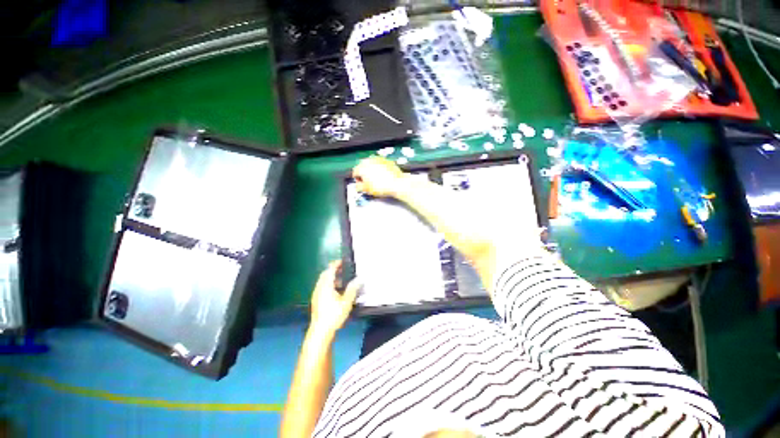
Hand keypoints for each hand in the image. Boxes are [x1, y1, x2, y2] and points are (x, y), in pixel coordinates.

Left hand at [310, 261, 360, 335]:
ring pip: (322, 281)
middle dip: (333, 270)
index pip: (330, 270)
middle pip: (324, 274)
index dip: (336, 264)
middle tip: (343, 269)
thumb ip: (353, 289)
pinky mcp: (316, 301)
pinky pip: (321, 288)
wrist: (320, 332)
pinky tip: (335, 291)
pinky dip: (328, 285)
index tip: (342, 261)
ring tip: (341, 280)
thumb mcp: (346, 302)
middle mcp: (319, 288)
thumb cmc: (334, 315)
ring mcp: (316, 295)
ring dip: (331, 278)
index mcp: (326, 286)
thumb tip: (359, 279)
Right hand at [353, 156, 406, 197]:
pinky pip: (380, 164)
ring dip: (372, 171)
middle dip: (364, 174)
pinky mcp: (386, 160)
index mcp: (362, 167)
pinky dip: (380, 169)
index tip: (361, 184)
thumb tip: (358, 185)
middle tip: (368, 182)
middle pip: (363, 166)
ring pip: (371, 164)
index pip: (355, 172)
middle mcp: (369, 160)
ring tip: (376, 179)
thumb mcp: (366, 189)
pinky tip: (383, 176)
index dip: (357, 180)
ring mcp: (378, 159)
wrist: (397, 184)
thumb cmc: (382, 186)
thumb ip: (358, 187)